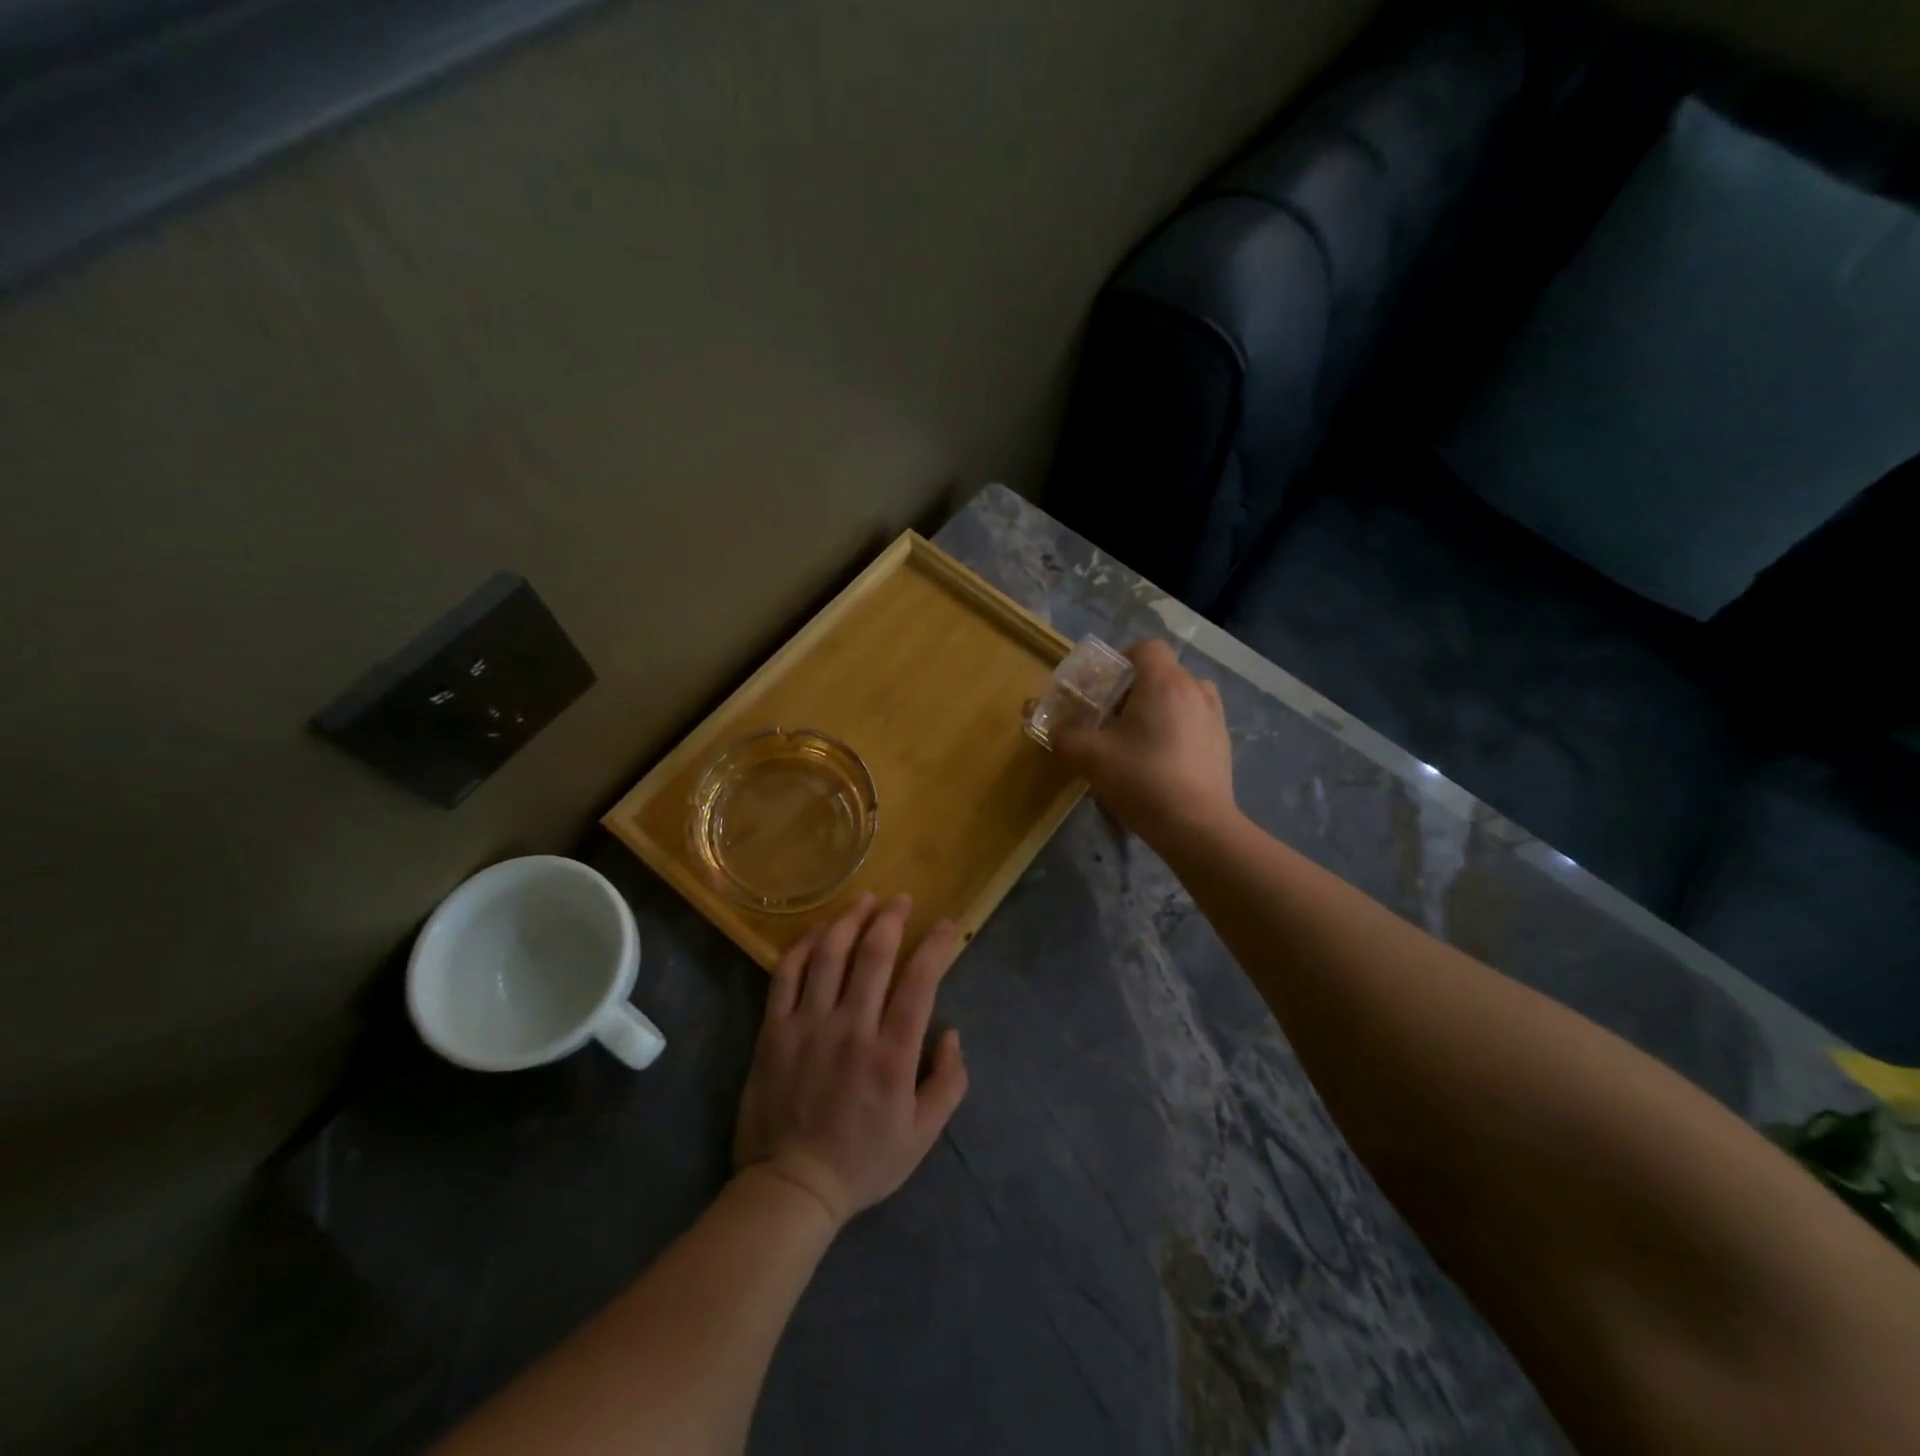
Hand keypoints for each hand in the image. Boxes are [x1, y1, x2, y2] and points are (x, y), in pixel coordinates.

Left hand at [732, 894, 967, 1230]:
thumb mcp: (923, 1135)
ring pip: (829, 955)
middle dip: (892, 919)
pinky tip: (818, 932)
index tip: (946, 924)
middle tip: (901, 900)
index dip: (936, 946)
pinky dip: (803, 946)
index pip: (920, 982)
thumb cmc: (863, 1161)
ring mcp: (808, 1026)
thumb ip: (948, 1082)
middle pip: (874, 955)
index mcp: (892, 1055)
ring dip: (849, 920)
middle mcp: (851, 1029)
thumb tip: (951, 1033)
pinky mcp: (774, 1030)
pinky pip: (786, 975)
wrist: (791, 1187)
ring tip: (864, 900)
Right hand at [1052, 639, 1235, 841]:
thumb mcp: (1090, 758)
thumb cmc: (1141, 780)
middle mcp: (1194, 689)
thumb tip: (1055, 730)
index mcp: (1163, 682)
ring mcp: (1214, 716)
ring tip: (1142, 737)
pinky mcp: (1223, 743)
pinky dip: (1180, 728)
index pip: (1146, 647)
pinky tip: (1163, 760)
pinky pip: (1197, 720)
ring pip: (1183, 695)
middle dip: (1137, 689)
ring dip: (1162, 707)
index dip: (1122, 660)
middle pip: (1163, 672)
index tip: (1105, 688)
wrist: (1196, 825)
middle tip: (1114, 719)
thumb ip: (1065, 737)